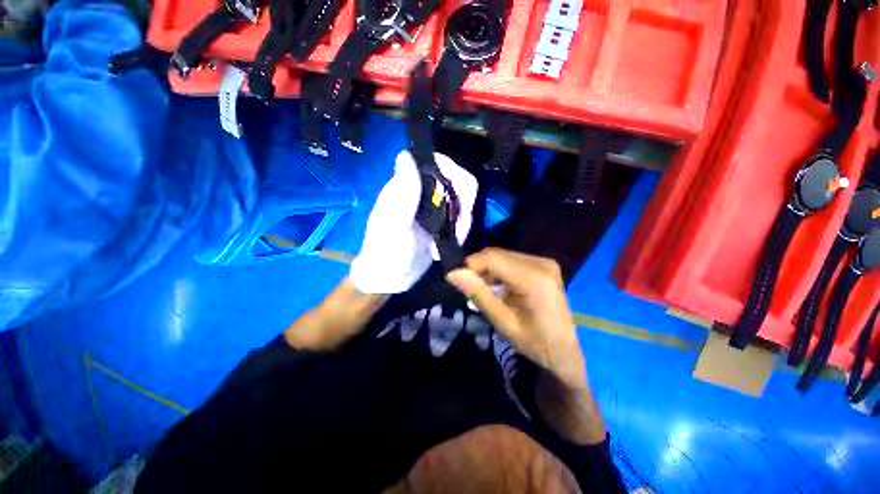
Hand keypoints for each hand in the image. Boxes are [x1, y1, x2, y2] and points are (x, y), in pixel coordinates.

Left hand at [350, 151, 477, 294]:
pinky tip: (454, 240)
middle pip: (455, 178)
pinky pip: (461, 215)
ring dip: (464, 218)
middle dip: (464, 201)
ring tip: (456, 237)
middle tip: (459, 226)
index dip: (452, 171)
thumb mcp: (393, 225)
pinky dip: (463, 227)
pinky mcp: (440, 222)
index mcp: (406, 186)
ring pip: (462, 198)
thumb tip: (406, 155)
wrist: (390, 278)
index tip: (457, 194)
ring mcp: (432, 207)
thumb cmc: (386, 252)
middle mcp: (421, 191)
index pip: (435, 162)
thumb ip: (402, 194)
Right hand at [446, 248, 587, 389]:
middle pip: (497, 254)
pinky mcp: (543, 264)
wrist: (567, 352)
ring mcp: (544, 261)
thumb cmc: (536, 343)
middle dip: (478, 267)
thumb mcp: (503, 322)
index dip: (470, 264)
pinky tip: (498, 286)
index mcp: (533, 278)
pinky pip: (511, 260)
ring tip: (483, 289)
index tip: (457, 279)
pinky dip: (499, 270)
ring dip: (487, 269)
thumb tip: (452, 273)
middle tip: (468, 287)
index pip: (492, 257)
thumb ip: (478, 294)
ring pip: (502, 255)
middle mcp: (540, 262)